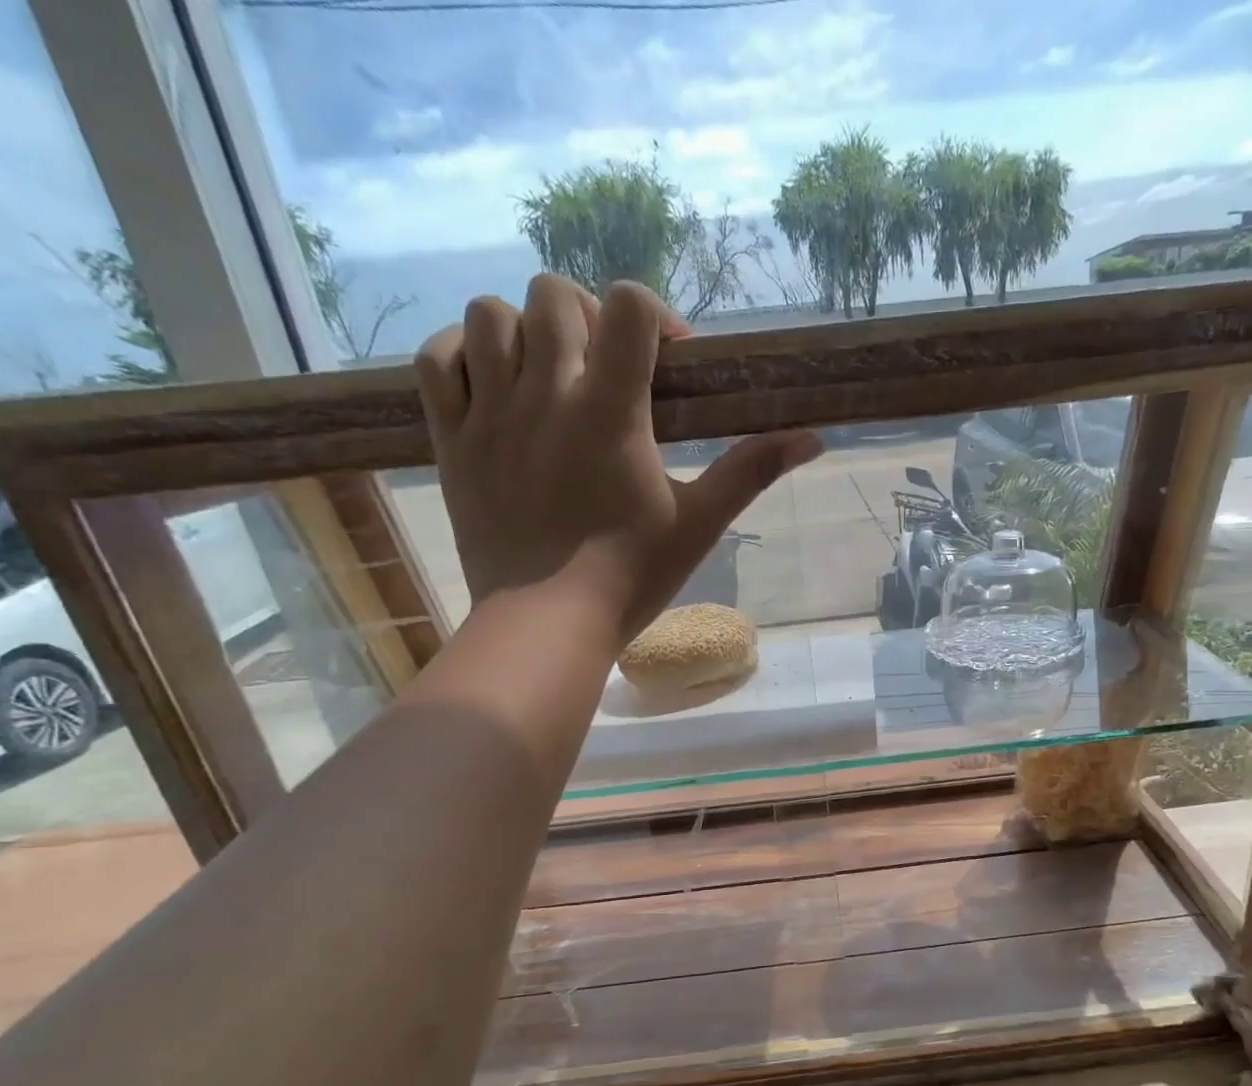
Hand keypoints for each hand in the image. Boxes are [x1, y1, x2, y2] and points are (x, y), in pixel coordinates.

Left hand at [414, 276, 823, 640]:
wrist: (546, 623)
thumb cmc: (629, 576)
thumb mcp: (700, 523)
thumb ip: (752, 470)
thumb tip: (815, 438)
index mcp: (610, 410)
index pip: (628, 305)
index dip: (652, 314)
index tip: (666, 360)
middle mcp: (545, 394)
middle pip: (554, 295)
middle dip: (588, 318)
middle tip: (605, 369)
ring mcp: (490, 414)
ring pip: (488, 316)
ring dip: (522, 331)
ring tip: (545, 376)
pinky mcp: (451, 441)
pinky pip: (436, 361)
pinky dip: (461, 356)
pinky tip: (489, 384)